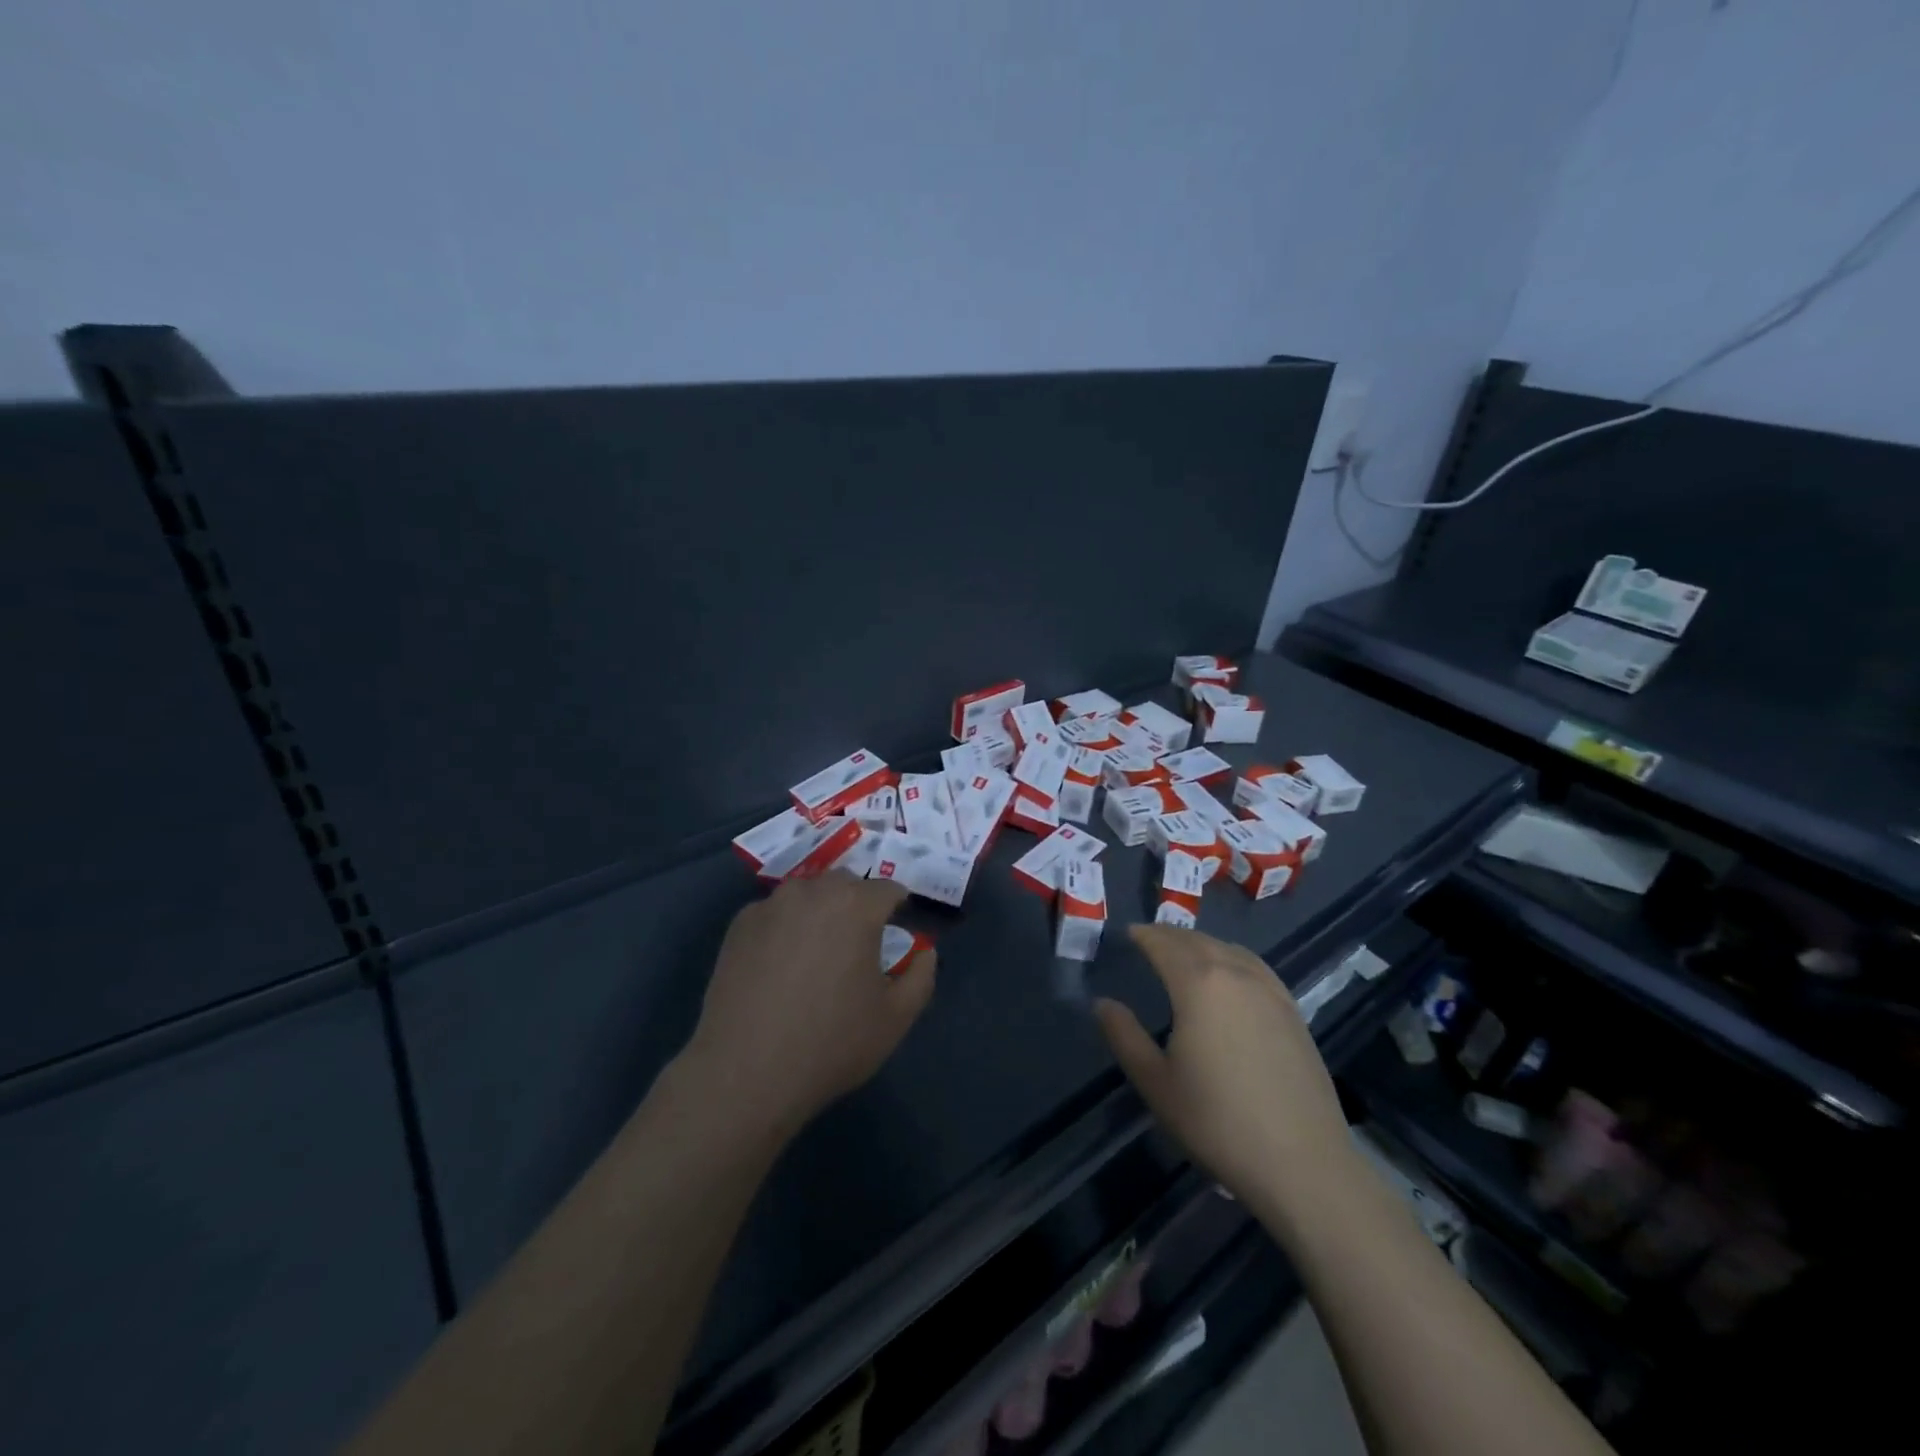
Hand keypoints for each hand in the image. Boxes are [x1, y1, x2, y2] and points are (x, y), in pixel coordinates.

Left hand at [678, 870, 935, 1144]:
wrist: (745, 1072)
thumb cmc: (831, 1043)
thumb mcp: (895, 1018)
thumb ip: (921, 975)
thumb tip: (924, 952)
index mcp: (856, 905)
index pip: (888, 890)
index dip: (897, 909)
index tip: (897, 932)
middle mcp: (813, 892)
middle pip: (845, 884)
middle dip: (857, 904)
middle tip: (858, 944)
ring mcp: (771, 905)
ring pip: (807, 894)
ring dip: (820, 910)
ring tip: (817, 952)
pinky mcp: (739, 925)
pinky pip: (775, 913)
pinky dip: (785, 927)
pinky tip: (780, 965)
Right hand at [1095, 925, 1349, 1214]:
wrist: (1302, 1163)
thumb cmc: (1217, 1122)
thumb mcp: (1156, 1083)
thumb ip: (1125, 1036)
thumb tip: (1104, 1003)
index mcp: (1198, 984)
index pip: (1165, 945)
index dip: (1145, 935)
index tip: (1129, 933)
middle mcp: (1235, 975)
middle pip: (1198, 941)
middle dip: (1171, 936)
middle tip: (1150, 940)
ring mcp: (1270, 991)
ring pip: (1230, 950)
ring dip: (1202, 944)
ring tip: (1186, 953)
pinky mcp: (1293, 1012)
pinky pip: (1256, 967)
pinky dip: (1234, 958)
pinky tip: (1232, 975)